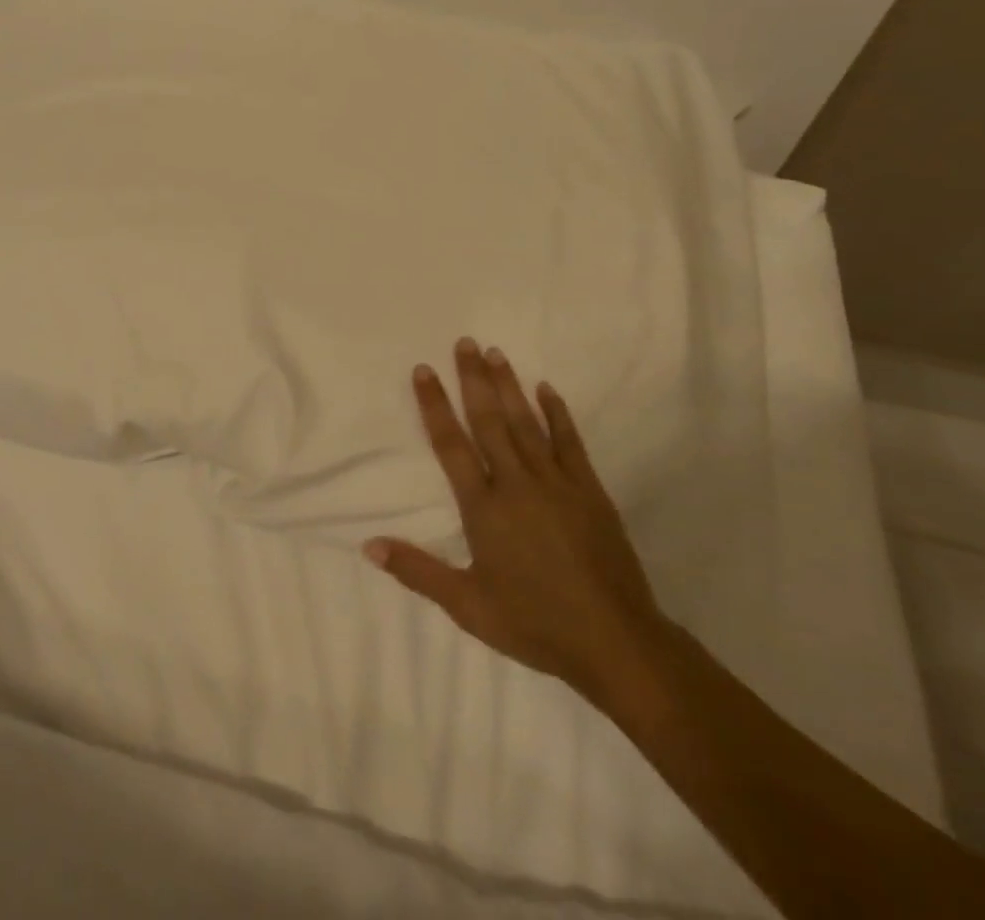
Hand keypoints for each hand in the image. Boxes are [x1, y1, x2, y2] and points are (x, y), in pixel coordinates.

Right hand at [365, 338, 673, 710]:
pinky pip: (569, 442)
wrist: (615, 642)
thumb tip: (368, 546)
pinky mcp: (589, 490)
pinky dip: (557, 413)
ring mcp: (557, 483)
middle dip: (474, 379)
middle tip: (464, 342)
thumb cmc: (534, 623)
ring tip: (496, 353)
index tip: (424, 370)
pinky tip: (547, 389)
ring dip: (509, 386)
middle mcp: (517, 484)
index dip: (435, 405)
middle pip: (489, 421)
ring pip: (526, 423)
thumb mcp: (467, 605)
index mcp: (484, 507)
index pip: (452, 445)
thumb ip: (417, 571)